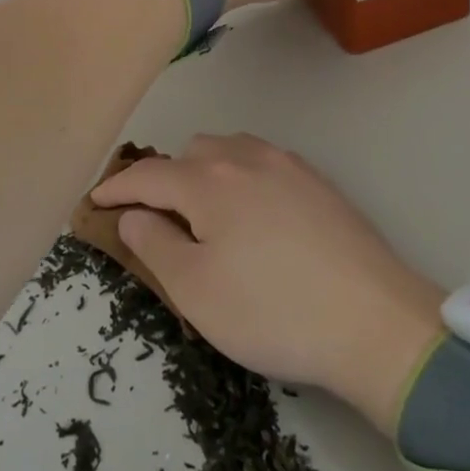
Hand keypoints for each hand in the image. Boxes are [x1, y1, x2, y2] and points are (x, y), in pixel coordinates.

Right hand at [89, 133, 444, 435]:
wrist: (374, 320)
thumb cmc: (272, 311)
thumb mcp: (196, 290)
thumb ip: (155, 244)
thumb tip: (133, 215)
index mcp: (209, 180)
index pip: (148, 175)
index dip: (117, 188)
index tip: (95, 201)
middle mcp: (247, 157)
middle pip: (190, 153)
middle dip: (166, 179)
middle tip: (160, 220)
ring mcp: (288, 165)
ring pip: (230, 150)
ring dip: (206, 172)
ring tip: (207, 214)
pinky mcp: (319, 182)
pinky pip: (264, 163)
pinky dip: (242, 177)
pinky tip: (255, 214)